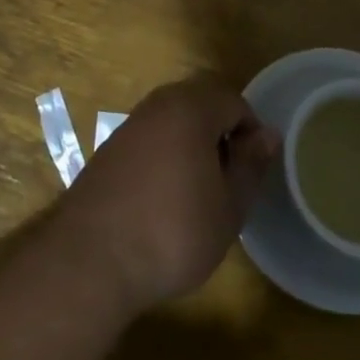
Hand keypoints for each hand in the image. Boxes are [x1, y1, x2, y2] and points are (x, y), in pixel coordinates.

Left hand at [52, 76, 279, 315]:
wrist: (91, 258)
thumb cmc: (173, 232)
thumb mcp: (227, 207)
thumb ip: (250, 165)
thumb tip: (268, 134)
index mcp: (190, 107)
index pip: (234, 100)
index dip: (251, 132)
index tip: (253, 171)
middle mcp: (157, 105)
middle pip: (201, 103)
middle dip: (221, 133)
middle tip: (229, 179)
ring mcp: (129, 125)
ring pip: (174, 119)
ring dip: (193, 144)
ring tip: (201, 191)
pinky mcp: (110, 149)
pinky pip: (150, 137)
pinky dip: (166, 155)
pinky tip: (166, 197)